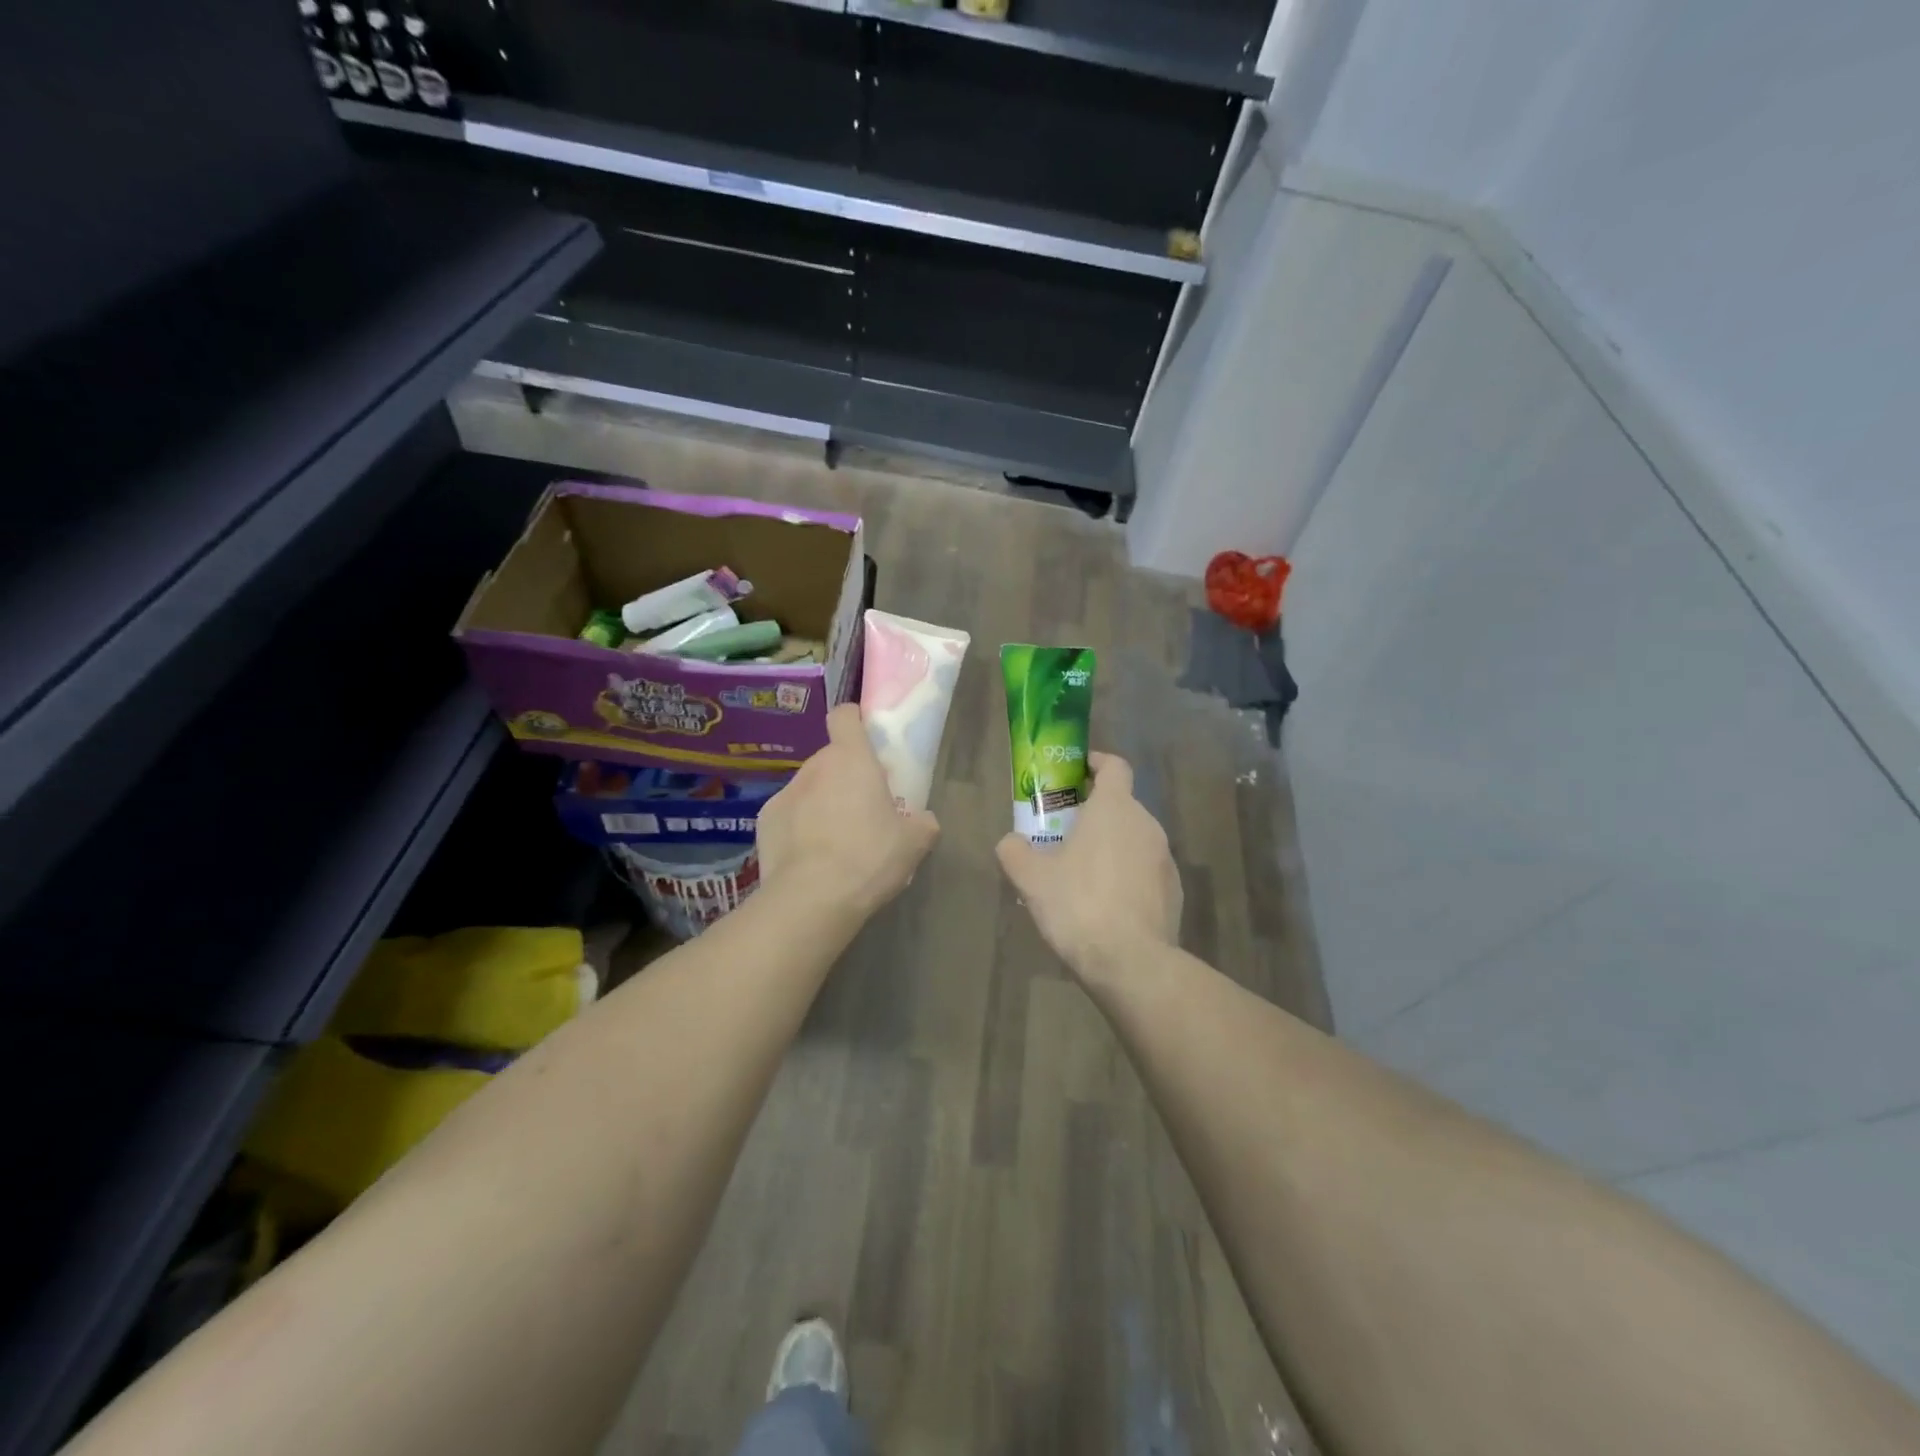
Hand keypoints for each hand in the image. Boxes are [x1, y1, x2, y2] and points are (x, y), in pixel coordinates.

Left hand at [757, 703, 939, 920]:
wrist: (811, 899)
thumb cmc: (869, 858)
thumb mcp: (914, 844)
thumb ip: (923, 823)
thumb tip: (924, 820)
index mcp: (852, 759)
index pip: (845, 716)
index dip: (855, 721)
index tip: (866, 739)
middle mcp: (815, 767)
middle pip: (831, 759)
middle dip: (844, 777)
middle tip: (862, 809)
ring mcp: (785, 792)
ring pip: (809, 788)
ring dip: (821, 802)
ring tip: (834, 841)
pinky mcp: (764, 820)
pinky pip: (787, 814)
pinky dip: (798, 827)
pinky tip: (809, 857)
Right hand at [996, 752, 1181, 981]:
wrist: (1131, 962)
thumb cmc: (1078, 905)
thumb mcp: (1031, 878)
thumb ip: (1015, 851)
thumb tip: (1011, 842)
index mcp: (1114, 808)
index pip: (1114, 766)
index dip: (1095, 763)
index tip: (1076, 772)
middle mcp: (1146, 824)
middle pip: (1121, 805)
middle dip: (1094, 813)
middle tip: (1065, 833)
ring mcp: (1165, 859)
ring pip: (1133, 840)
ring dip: (1110, 847)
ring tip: (1082, 875)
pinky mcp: (1175, 891)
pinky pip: (1145, 871)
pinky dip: (1127, 876)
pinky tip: (1106, 905)